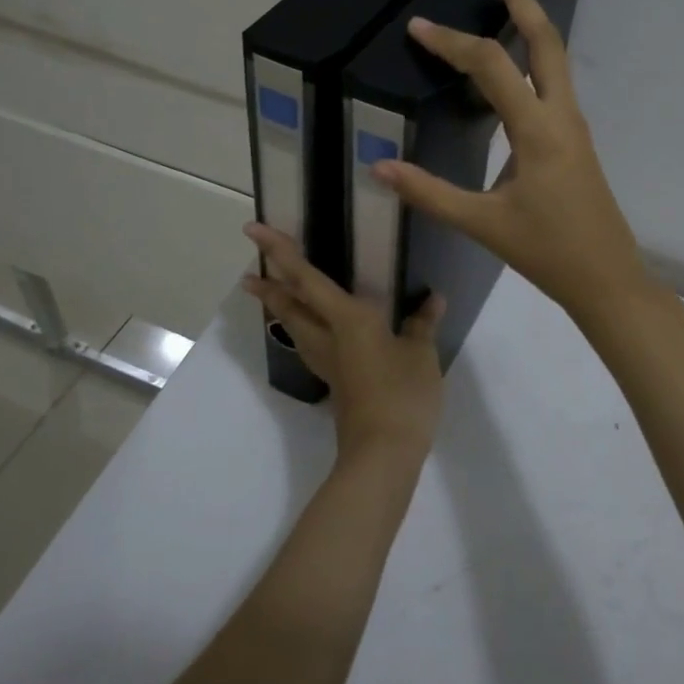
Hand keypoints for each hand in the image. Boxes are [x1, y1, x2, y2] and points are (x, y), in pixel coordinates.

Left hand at [242, 222, 447, 461]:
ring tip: (270, 294)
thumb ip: (423, 323)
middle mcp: (328, 336)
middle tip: (250, 271)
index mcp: (347, 319)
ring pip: (295, 327)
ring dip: (280, 308)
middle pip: (289, 306)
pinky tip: (314, 330)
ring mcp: (328, 362)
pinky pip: (310, 344)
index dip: (280, 253)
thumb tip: (433, 298)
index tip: (253, 231)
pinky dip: (302, 328)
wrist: (383, 453)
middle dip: (269, 286)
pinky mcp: (336, 382)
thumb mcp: (420, 354)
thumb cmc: (401, 394)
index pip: (306, 279)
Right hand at [371, 0, 649, 323]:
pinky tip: (510, 68)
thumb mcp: (483, 224)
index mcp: (538, 130)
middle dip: (521, 0)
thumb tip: (379, 167)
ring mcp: (573, 126)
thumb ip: (430, 193)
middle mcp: (561, 115)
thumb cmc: (548, 252)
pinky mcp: (574, 140)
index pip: (490, 67)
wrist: (607, 278)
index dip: (451, 43)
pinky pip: (552, 84)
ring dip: (530, 25)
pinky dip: (532, 59)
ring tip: (504, 0)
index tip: (418, 28)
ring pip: (555, 59)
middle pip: (546, 41)